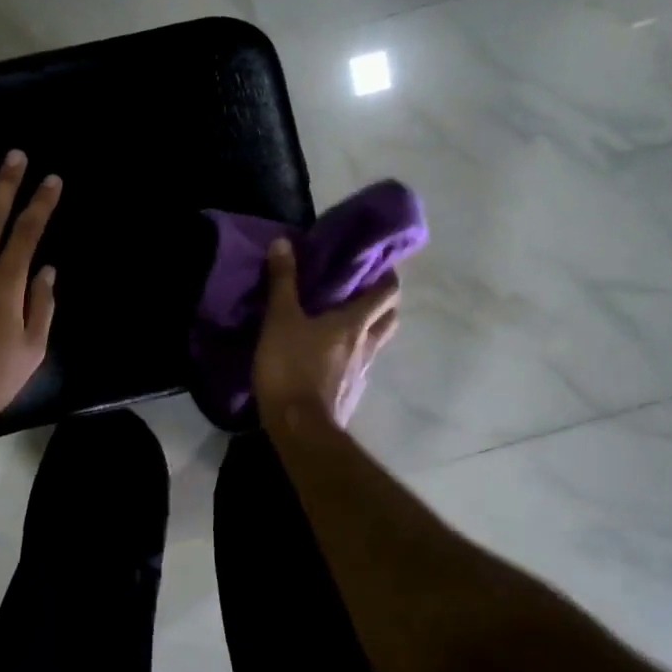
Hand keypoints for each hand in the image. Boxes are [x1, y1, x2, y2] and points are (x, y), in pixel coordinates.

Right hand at [252, 237, 399, 430]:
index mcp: (355, 322)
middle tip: (360, 288)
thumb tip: (283, 242)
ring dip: (370, 327)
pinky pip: (360, 365)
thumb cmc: (291, 367)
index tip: (375, 262)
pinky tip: (332, 355)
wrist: (300, 429)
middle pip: (390, 316)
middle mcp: (368, 344)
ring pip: (377, 341)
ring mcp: (362, 372)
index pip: (387, 291)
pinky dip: (353, 354)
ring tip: (345, 319)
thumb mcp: (280, 319)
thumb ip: (283, 282)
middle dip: (382, 300)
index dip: (387, 274)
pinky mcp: (351, 393)